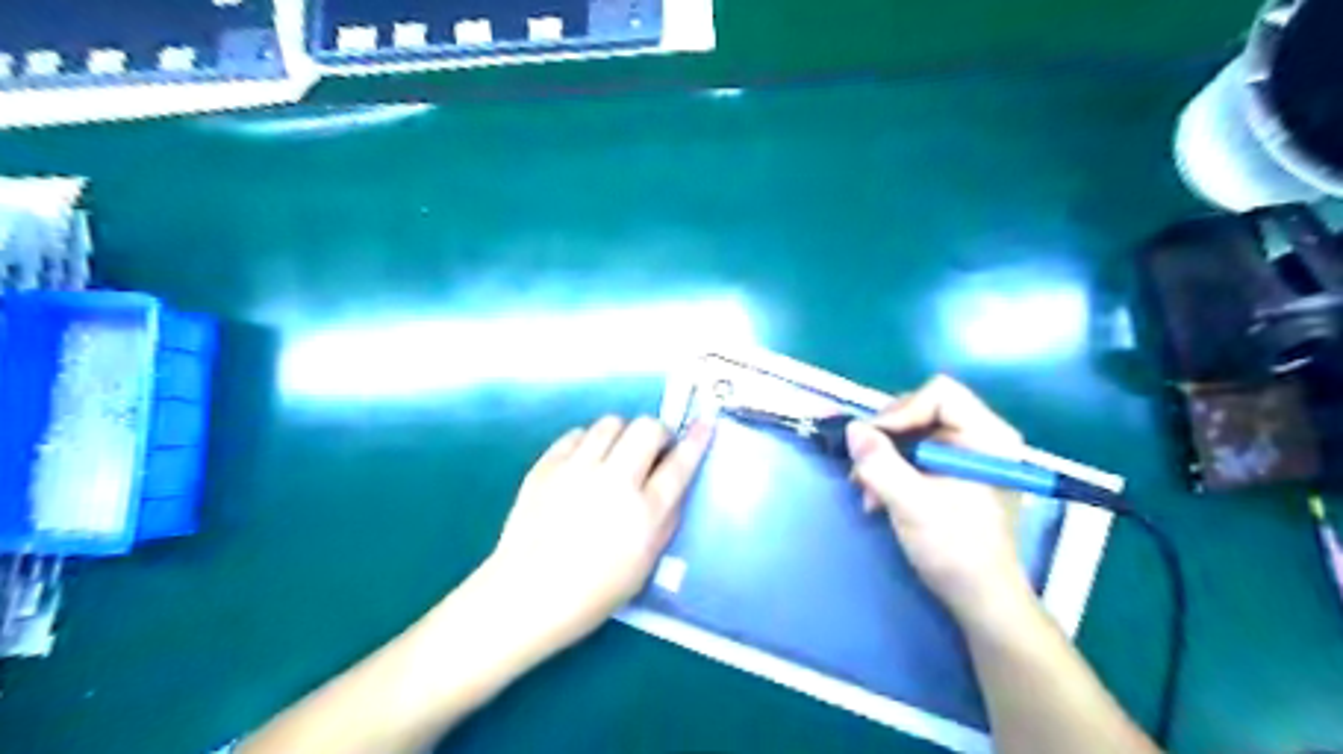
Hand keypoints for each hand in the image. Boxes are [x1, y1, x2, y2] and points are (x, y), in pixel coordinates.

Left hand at [484, 417, 712, 653]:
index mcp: (644, 513)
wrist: (525, 595)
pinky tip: (585, 463)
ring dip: (623, 434)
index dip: (696, 439)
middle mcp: (613, 481)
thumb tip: (675, 485)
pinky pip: (577, 434)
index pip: (679, 464)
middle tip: (653, 450)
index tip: (704, 424)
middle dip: (657, 433)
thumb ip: (665, 520)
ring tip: (617, 455)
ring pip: (611, 422)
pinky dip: (589, 442)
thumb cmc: (592, 592)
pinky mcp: (546, 465)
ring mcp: (576, 469)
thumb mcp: (645, 564)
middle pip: (646, 428)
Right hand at [855, 378, 1030, 623]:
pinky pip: (913, 452)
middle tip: (863, 469)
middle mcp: (981, 437)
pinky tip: (878, 496)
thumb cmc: (955, 549)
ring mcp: (966, 454)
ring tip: (867, 491)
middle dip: (886, 439)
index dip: (901, 412)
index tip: (875, 442)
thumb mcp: (912, 504)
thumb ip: (880, 463)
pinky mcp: (952, 472)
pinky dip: (891, 469)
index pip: (939, 394)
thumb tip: (853, 429)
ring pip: (911, 432)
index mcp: (988, 436)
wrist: (979, 598)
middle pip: (920, 410)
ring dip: (882, 458)